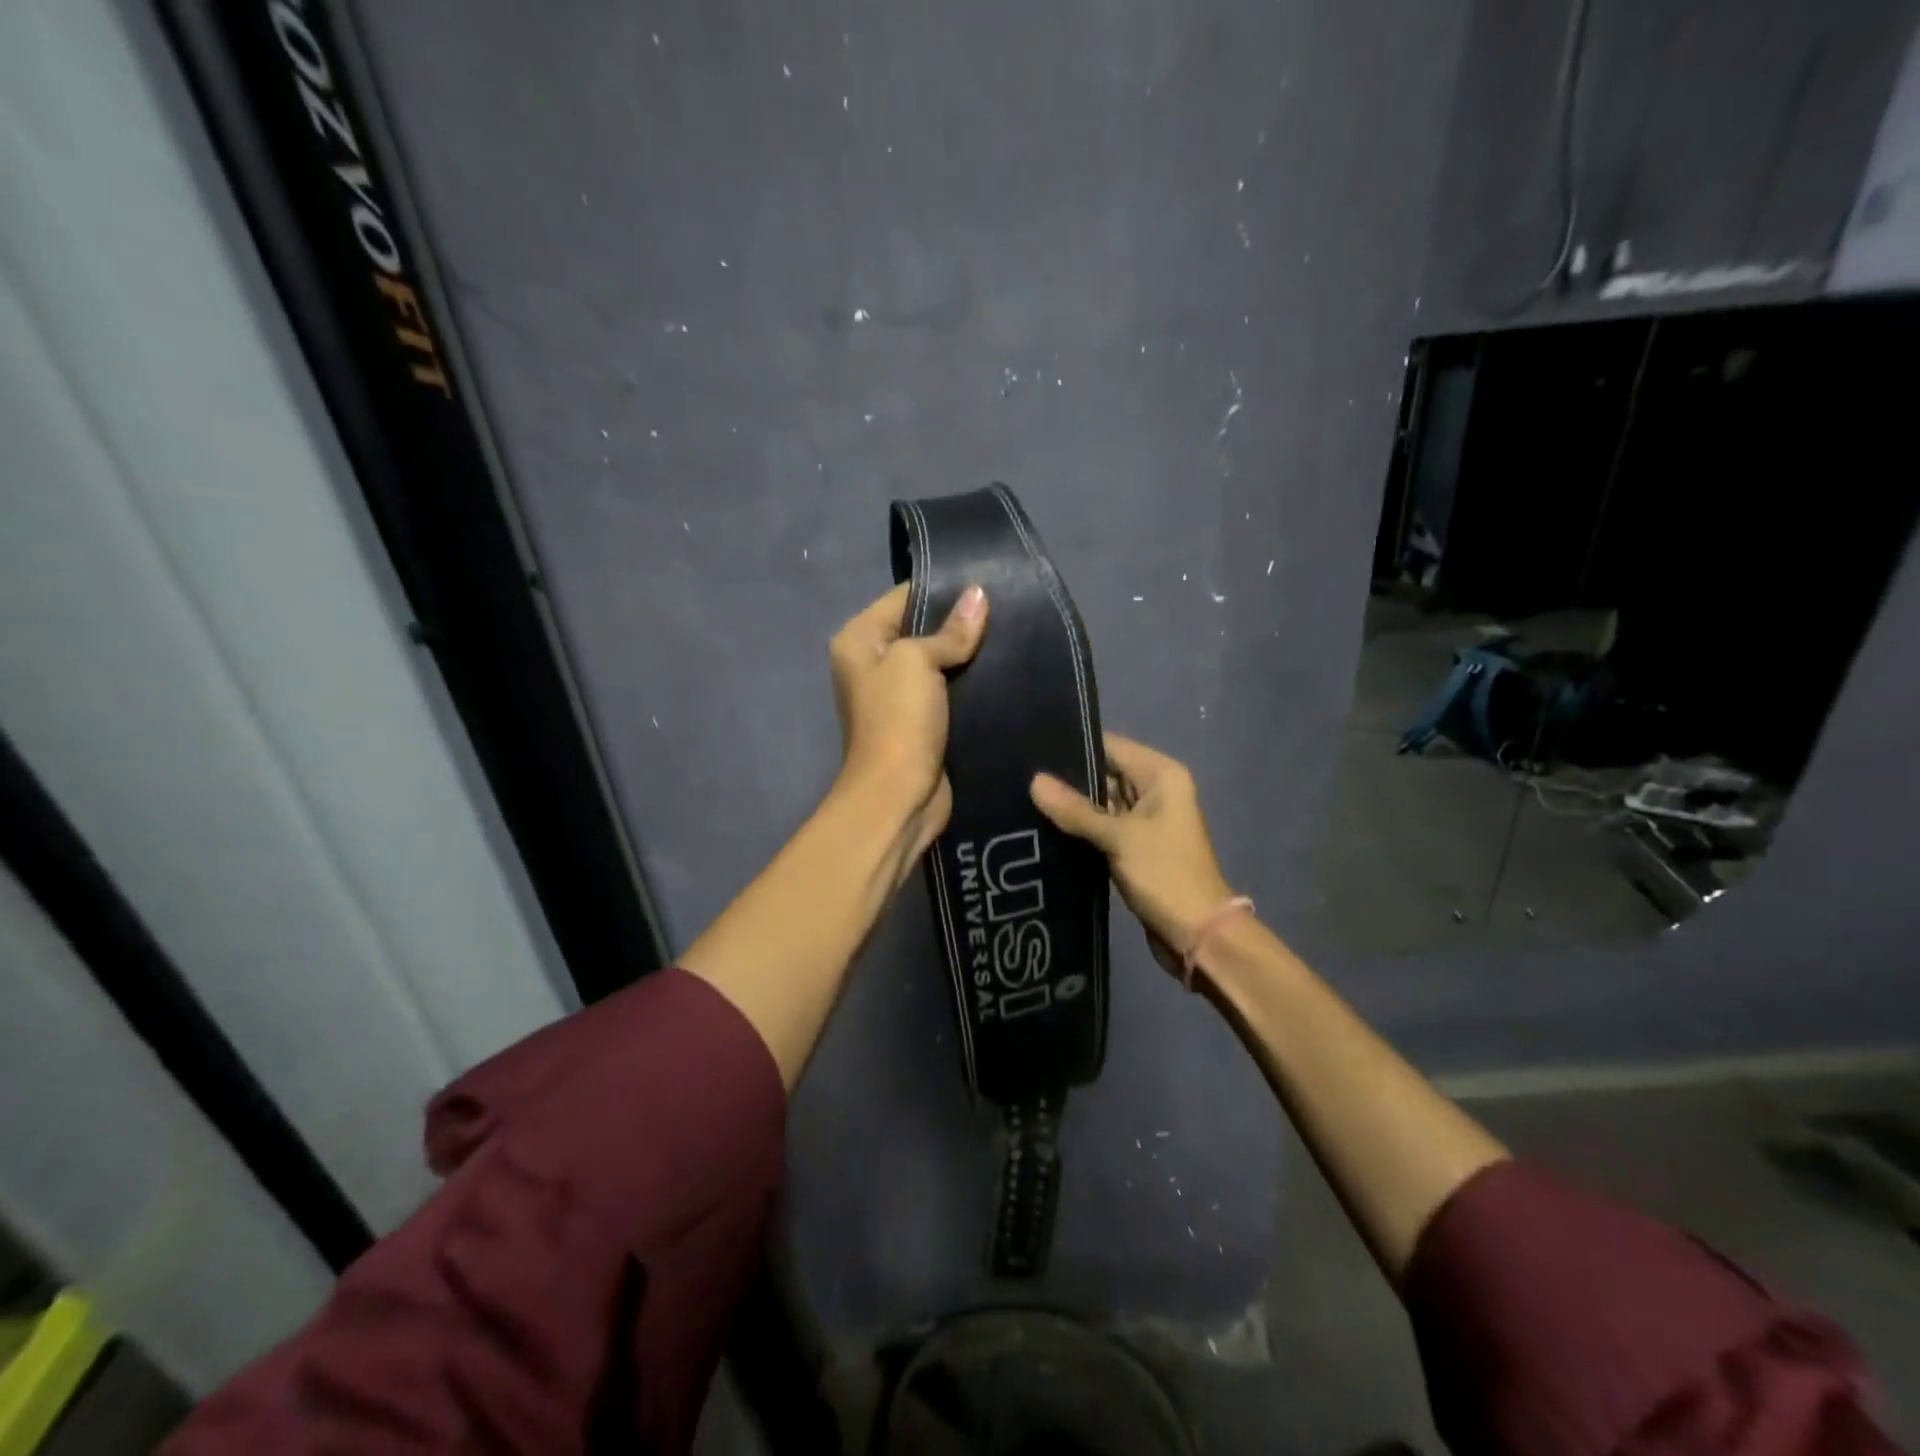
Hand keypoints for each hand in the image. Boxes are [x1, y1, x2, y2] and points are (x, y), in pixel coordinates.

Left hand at [828, 581, 987, 865]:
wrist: (899, 795)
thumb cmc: (898, 720)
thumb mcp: (917, 662)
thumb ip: (950, 630)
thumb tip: (979, 595)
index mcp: (859, 639)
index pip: (904, 596)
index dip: (944, 589)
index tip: (989, 583)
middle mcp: (874, 662)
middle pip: (923, 628)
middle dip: (961, 622)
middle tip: (1009, 608)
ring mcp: (898, 694)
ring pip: (940, 661)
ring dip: (970, 654)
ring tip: (1013, 634)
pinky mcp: (923, 720)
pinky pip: (950, 689)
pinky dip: (972, 681)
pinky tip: (1005, 668)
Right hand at [1030, 734, 1234, 973]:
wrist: (1197, 934)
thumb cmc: (1165, 874)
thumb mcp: (1119, 838)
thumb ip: (1075, 809)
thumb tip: (1034, 781)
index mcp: (1161, 775)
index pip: (1111, 746)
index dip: (1074, 747)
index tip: (1032, 749)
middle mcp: (1156, 790)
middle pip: (1105, 773)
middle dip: (1068, 779)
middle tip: (1020, 777)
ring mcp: (1145, 820)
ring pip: (1101, 802)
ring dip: (1072, 806)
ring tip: (1024, 799)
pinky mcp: (1135, 846)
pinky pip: (1103, 827)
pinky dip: (1081, 828)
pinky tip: (1045, 827)